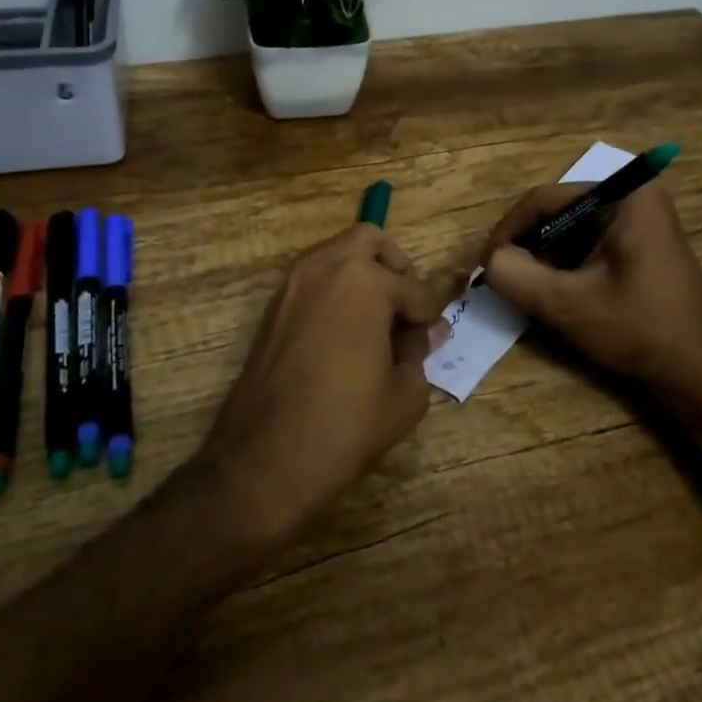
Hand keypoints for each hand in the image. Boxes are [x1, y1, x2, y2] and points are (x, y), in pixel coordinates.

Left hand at [200, 224, 458, 545]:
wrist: (264, 460)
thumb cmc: (345, 426)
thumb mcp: (404, 396)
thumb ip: (420, 352)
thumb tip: (424, 332)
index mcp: (364, 281)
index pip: (414, 288)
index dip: (431, 313)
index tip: (437, 331)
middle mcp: (325, 267)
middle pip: (369, 240)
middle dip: (394, 268)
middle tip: (404, 309)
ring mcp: (293, 283)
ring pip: (337, 254)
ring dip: (362, 275)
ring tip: (376, 323)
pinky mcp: (273, 306)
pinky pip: (314, 279)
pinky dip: (335, 291)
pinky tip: (346, 334)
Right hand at [481, 184, 701, 392]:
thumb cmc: (640, 330)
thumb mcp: (568, 304)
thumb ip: (517, 276)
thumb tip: (489, 261)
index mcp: (624, 196)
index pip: (545, 199)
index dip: (508, 230)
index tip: (485, 264)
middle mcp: (633, 199)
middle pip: (557, 214)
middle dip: (527, 247)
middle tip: (503, 280)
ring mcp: (639, 224)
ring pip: (569, 232)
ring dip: (544, 260)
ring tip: (526, 291)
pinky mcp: (639, 249)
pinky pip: (587, 247)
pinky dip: (565, 268)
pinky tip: (555, 296)